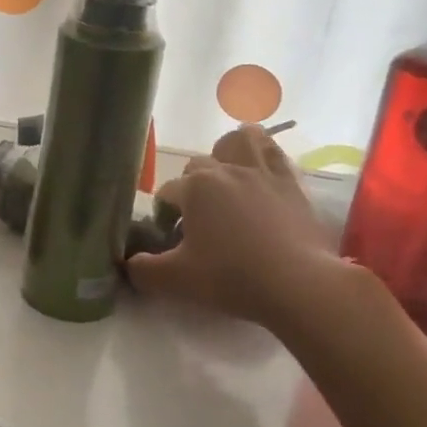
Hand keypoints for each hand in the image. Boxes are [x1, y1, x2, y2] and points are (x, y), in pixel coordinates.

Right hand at [126, 125, 353, 337]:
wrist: (298, 285)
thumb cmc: (232, 278)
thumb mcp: (176, 281)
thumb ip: (144, 270)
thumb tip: (128, 264)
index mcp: (194, 187)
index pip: (167, 192)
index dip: (165, 215)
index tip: (172, 239)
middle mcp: (225, 169)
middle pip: (198, 166)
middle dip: (192, 188)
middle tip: (199, 220)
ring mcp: (261, 171)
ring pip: (238, 141)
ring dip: (228, 153)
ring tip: (228, 177)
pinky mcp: (291, 182)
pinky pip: (274, 152)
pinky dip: (264, 154)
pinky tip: (261, 171)